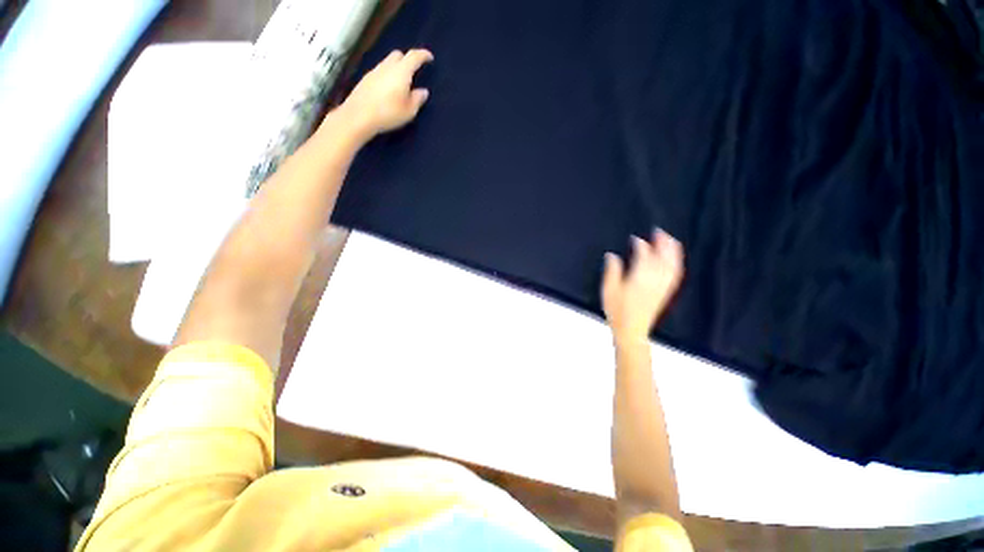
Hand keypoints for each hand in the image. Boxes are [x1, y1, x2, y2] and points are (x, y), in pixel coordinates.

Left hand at [338, 49, 432, 140]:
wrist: (359, 116)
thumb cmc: (388, 113)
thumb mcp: (409, 111)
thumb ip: (417, 99)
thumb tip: (423, 91)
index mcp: (401, 72)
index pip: (414, 56)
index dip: (423, 55)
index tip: (429, 57)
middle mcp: (387, 67)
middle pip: (398, 54)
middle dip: (408, 59)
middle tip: (414, 71)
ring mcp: (374, 71)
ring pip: (388, 62)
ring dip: (396, 68)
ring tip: (401, 83)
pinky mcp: (366, 79)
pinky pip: (380, 72)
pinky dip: (387, 75)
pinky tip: (388, 89)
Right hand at [602, 230, 683, 343]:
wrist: (632, 330)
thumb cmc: (617, 310)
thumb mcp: (609, 290)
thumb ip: (612, 271)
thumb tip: (612, 255)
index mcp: (639, 277)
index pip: (644, 255)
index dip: (640, 245)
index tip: (635, 238)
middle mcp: (654, 279)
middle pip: (663, 257)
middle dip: (662, 243)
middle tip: (659, 231)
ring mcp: (662, 286)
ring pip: (672, 264)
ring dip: (672, 251)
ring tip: (670, 240)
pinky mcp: (666, 292)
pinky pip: (675, 274)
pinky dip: (676, 264)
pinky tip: (675, 259)